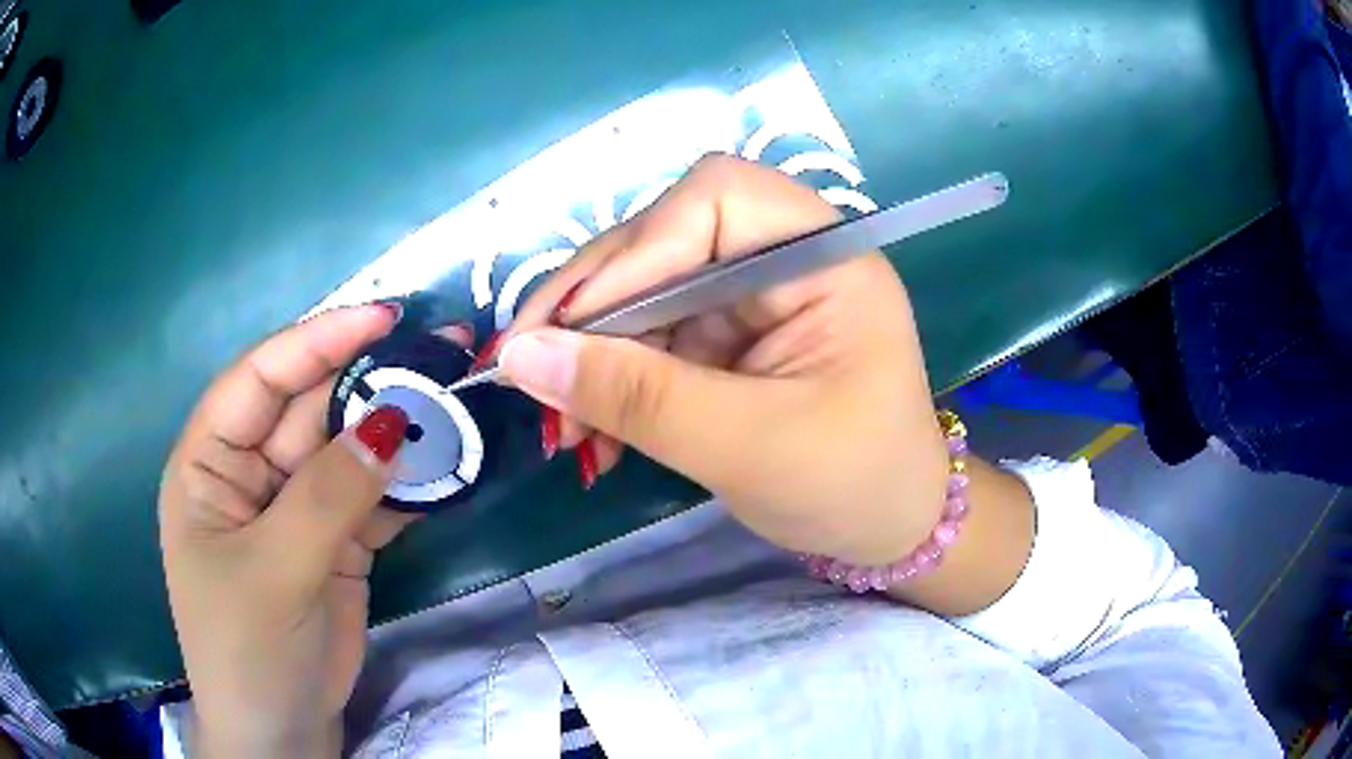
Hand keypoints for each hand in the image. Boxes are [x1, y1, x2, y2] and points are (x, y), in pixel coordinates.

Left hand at [159, 305, 415, 757]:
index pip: (259, 380)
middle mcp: (251, 473)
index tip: (383, 317)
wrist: (281, 733)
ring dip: (396, 430)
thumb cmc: (246, 649)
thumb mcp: (274, 570)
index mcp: (210, 463)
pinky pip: (374, 497)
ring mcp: (296, 509)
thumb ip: (327, 495)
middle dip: (368, 379)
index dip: (315, 341)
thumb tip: (390, 421)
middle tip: (440, 353)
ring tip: (455, 399)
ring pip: (348, 450)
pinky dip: (409, 483)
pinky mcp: (335, 543)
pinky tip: (446, 464)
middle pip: (309, 408)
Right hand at [494, 154, 949, 565]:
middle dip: (593, 308)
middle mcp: (785, 258)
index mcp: (824, 258)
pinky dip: (614, 380)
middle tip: (530, 370)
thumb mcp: (746, 445)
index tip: (570, 326)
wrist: (889, 530)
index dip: (636, 250)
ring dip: (592, 354)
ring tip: (561, 424)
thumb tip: (521, 356)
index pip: (715, 199)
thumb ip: (636, 397)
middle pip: (666, 241)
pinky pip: (652, 338)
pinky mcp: (729, 337)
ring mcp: (753, 297)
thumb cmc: (851, 484)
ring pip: (646, 293)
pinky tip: (592, 430)